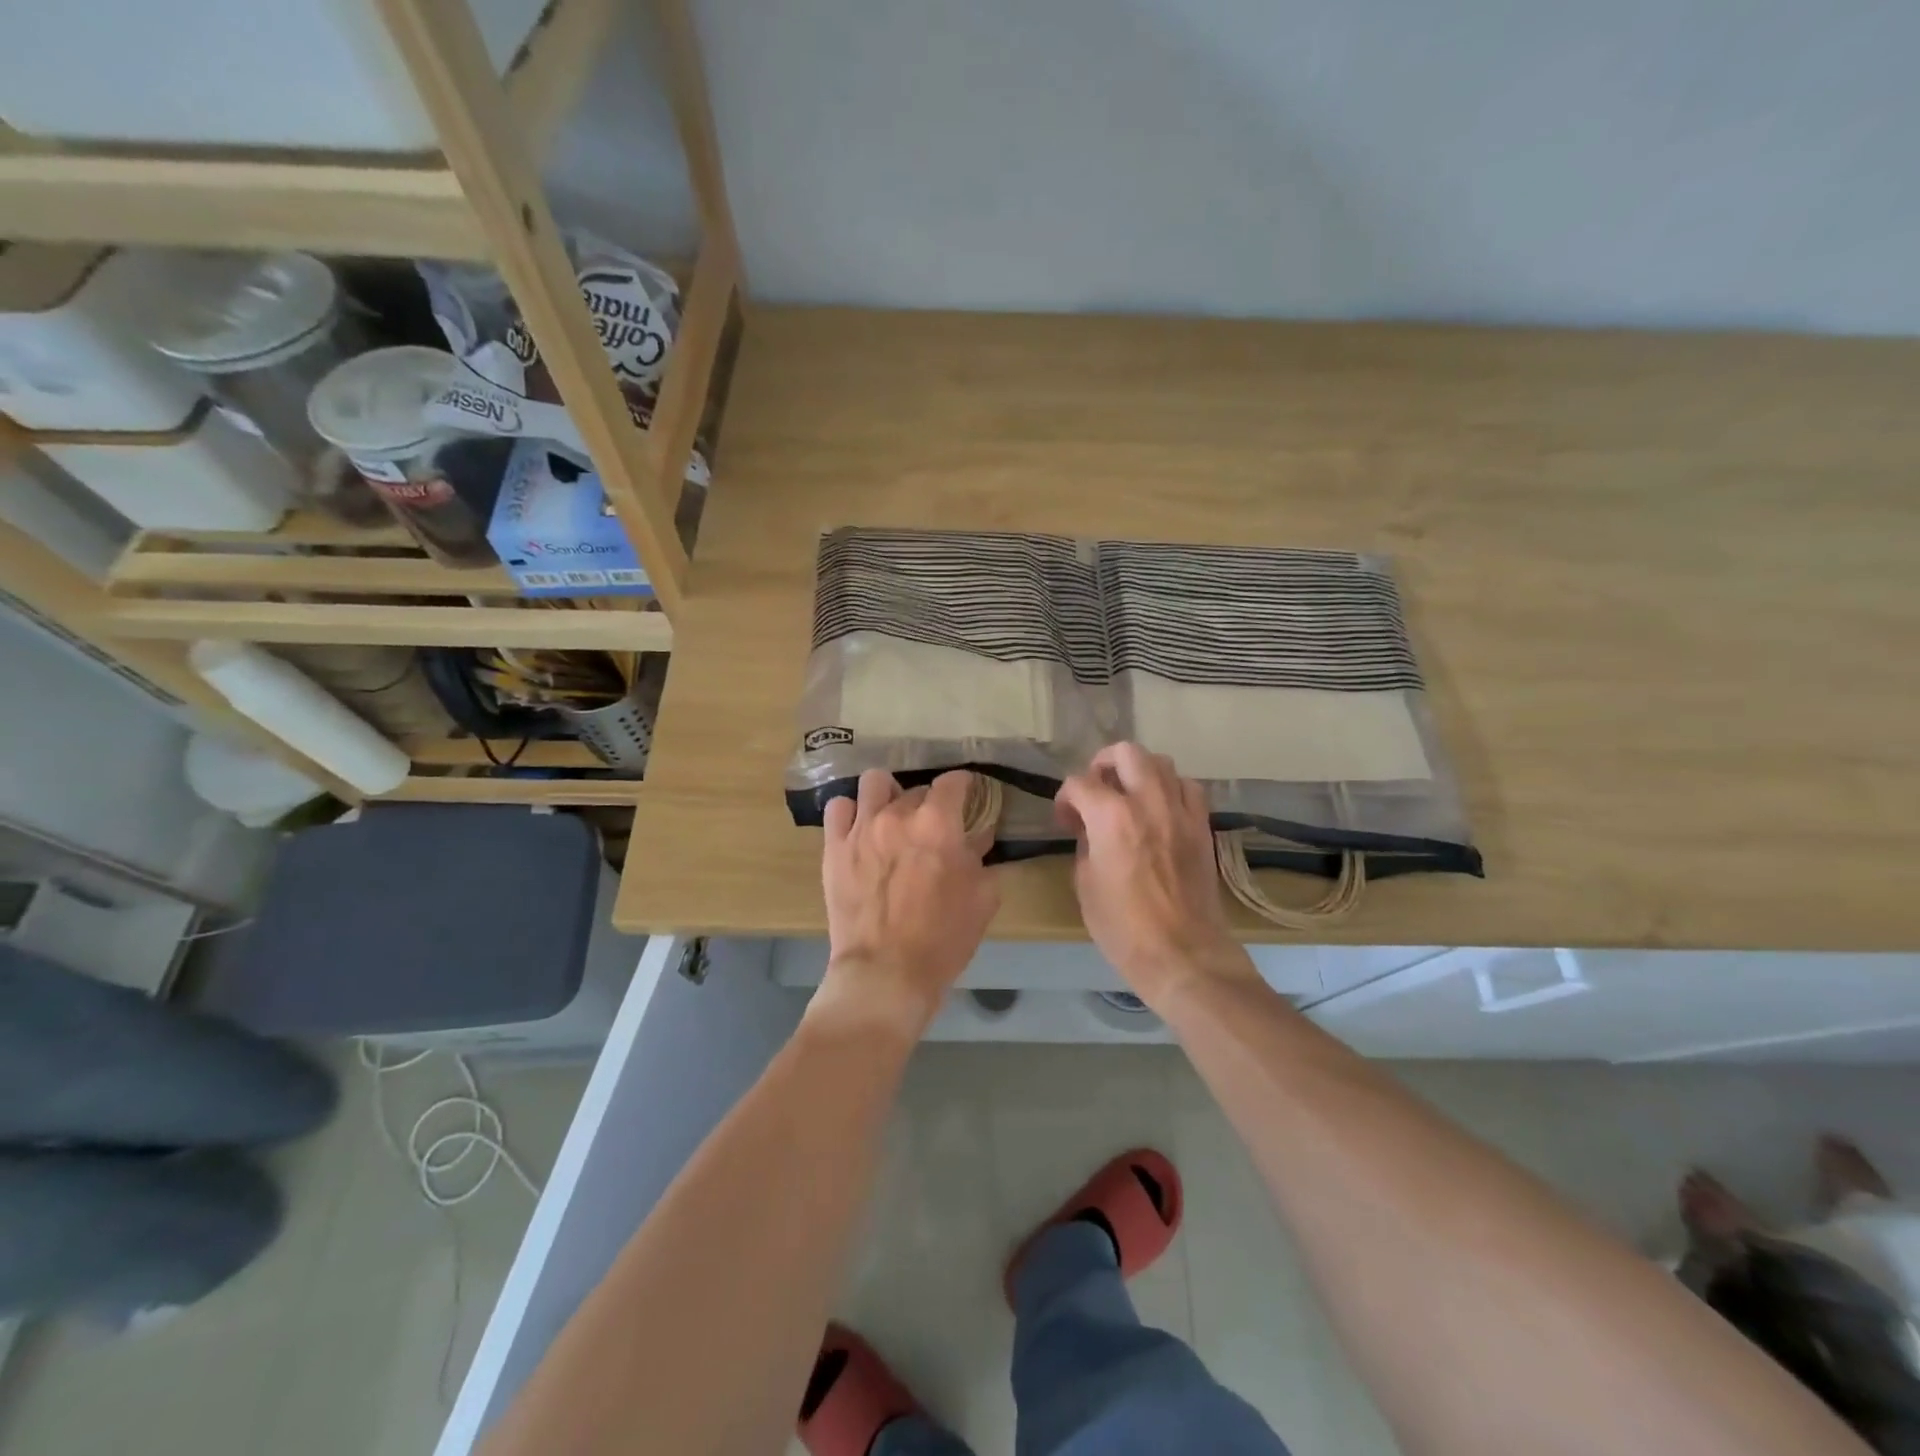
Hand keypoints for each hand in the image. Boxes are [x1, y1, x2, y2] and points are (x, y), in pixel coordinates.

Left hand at [816, 769, 999, 1038]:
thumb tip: (977, 836)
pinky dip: (851, 812)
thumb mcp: (982, 898)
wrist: (886, 973)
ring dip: (887, 794)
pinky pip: (838, 807)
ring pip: (874, 782)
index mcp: (938, 823)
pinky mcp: (833, 847)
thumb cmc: (943, 939)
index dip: (964, 786)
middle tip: (932, 828)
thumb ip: (981, 858)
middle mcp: (898, 814)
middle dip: (929, 803)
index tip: (967, 796)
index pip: (954, 781)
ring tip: (892, 816)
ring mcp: (861, 828)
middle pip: (916, 788)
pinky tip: (860, 828)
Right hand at [1055, 743, 1256, 1009]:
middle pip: (1126, 753)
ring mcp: (1180, 812)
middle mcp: (1148, 802)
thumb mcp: (1085, 885)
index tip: (1066, 820)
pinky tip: (1161, 809)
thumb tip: (1091, 832)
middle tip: (1096, 789)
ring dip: (1139, 772)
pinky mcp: (1202, 826)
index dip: (1066, 798)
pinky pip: (1189, 788)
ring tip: (1130, 796)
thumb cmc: (1123, 927)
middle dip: (1104, 764)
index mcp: (1111, 817)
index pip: (1080, 783)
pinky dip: (1171, 789)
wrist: (1182, 954)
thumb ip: (1086, 845)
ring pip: (1162, 763)